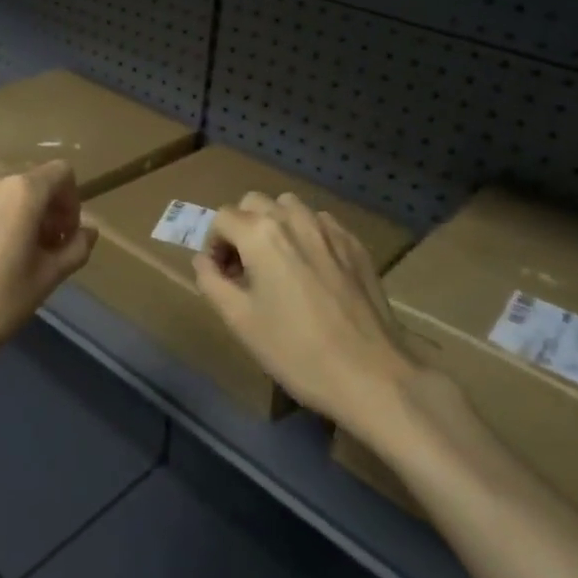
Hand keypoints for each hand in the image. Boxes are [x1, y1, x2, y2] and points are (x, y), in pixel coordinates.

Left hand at [0, 163, 95, 387]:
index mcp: (22, 193)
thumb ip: (75, 248)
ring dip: (2, 217)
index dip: (70, 201)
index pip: (61, 173)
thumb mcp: (46, 281)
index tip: (63, 235)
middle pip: (24, 185)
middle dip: (37, 212)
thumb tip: (88, 231)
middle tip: (34, 251)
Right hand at [193, 192, 415, 425]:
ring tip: (278, 263)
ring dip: (275, 225)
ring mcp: (329, 228)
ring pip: (290, 207)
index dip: (214, 244)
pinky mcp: (355, 244)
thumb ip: (211, 281)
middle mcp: (294, 219)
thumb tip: (205, 260)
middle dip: (241, 228)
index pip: (222, 218)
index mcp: (260, 234)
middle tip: (245, 267)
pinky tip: (311, 270)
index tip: (221, 275)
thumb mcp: (239, 321)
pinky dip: (306, 234)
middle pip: (254, 203)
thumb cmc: (296, 350)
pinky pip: (320, 223)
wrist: (372, 374)